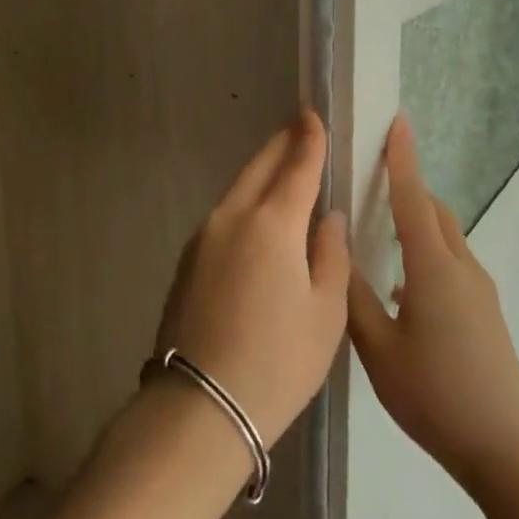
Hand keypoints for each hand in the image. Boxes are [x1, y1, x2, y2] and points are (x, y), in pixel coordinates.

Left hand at [153, 111, 349, 449]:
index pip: (296, 165)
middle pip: (260, 167)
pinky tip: (259, 217)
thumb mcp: (325, 313)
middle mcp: (232, 216)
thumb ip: (330, 254)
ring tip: (284, 169)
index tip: (312, 113)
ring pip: (238, 189)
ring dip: (262, 173)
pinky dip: (246, 202)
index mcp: (272, 223)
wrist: (202, 405)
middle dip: (281, 145)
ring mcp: (203, 236)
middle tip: (300, 129)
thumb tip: (327, 218)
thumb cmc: (279, 361)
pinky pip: (225, 214)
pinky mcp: (188, 258)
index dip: (308, 138)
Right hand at [346, 116, 518, 492]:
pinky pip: (452, 263)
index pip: (412, 198)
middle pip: (433, 211)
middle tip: (374, 177)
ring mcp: (479, 291)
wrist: (506, 449)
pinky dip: (427, 253)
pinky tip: (402, 288)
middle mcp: (461, 268)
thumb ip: (352, 295)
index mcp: (432, 267)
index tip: (397, 122)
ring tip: (382, 228)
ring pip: (445, 238)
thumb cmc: (434, 394)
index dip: (402, 159)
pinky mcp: (486, 313)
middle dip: (408, 187)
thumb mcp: (377, 347)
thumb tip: (336, 247)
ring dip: (418, 221)